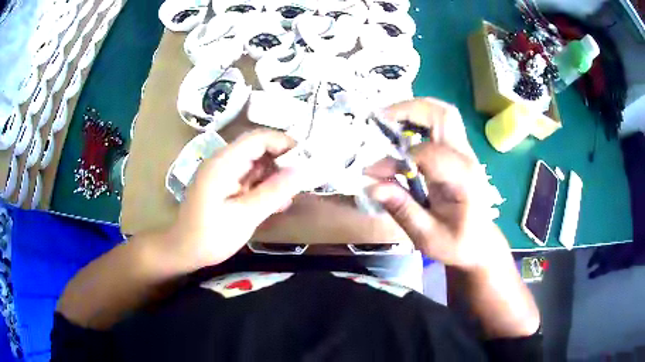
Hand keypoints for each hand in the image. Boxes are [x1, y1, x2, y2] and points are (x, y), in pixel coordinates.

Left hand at [168, 130, 305, 269]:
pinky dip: (263, 186)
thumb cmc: (211, 236)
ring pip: (255, 163)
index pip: (258, 138)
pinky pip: (248, 177)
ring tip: (288, 197)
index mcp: (223, 162)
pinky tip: (274, 203)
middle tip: (301, 181)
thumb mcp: (245, 216)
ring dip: (274, 176)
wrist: (184, 251)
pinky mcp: (223, 183)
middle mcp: (222, 161)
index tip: (306, 159)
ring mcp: (222, 172)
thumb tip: (301, 170)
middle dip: (281, 161)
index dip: (284, 143)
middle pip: (257, 148)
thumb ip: (273, 191)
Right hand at [366, 98, 508, 269]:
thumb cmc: (457, 244)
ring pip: (443, 113)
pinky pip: (441, 124)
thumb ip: (402, 209)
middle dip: (409, 109)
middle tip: (378, 119)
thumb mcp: (428, 237)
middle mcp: (467, 158)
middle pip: (443, 115)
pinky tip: (402, 130)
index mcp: (463, 180)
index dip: (397, 160)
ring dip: (414, 110)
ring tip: (387, 121)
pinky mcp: (459, 153)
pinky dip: (419, 119)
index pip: (429, 154)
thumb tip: (370, 185)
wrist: (481, 244)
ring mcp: (465, 153)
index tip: (373, 173)